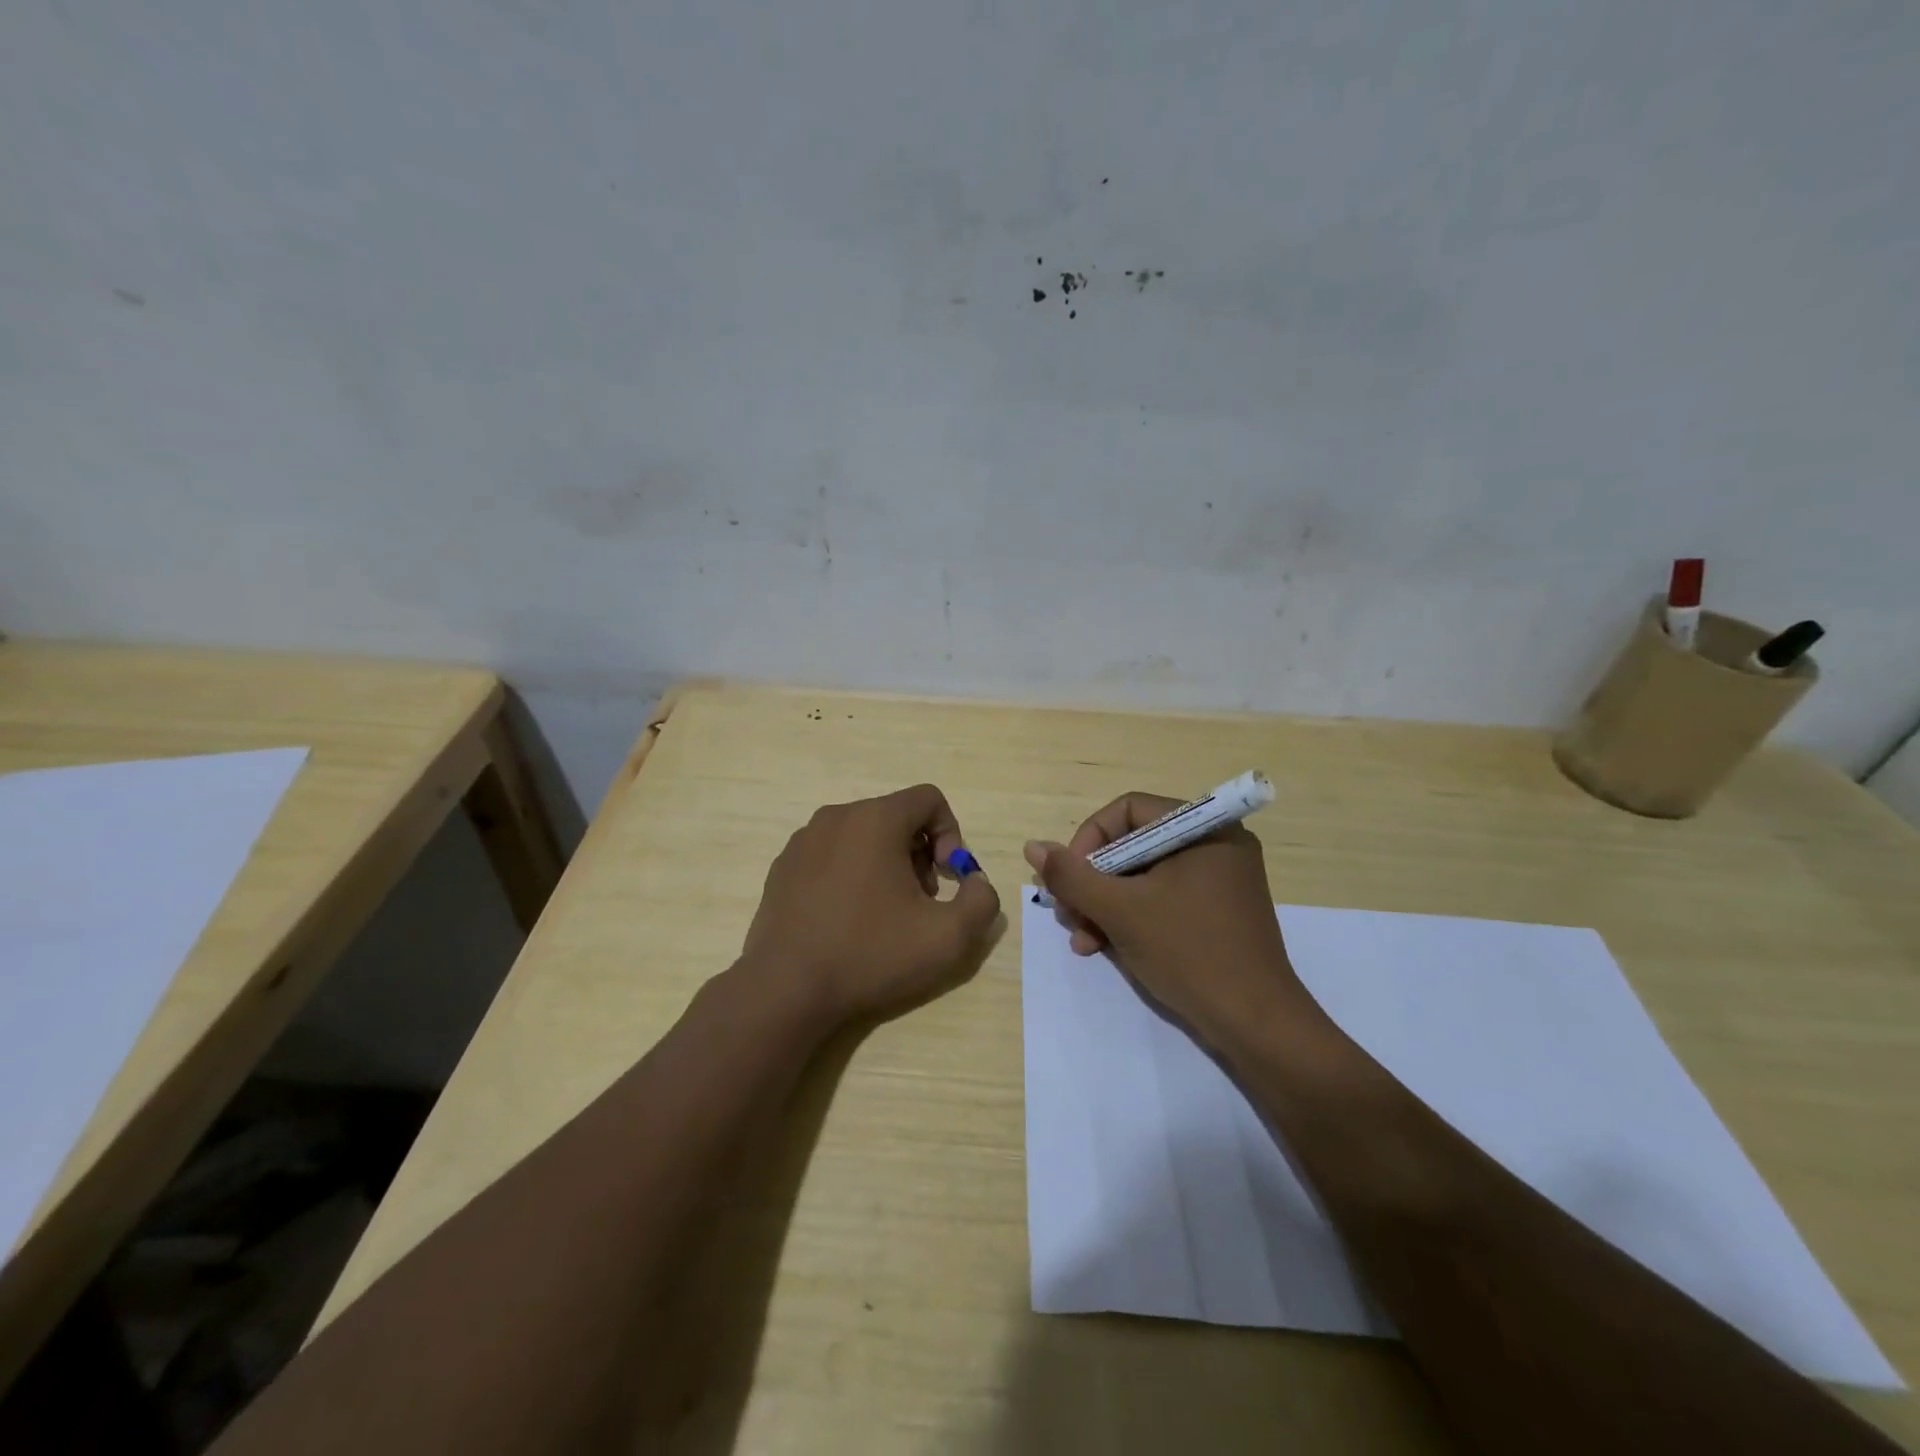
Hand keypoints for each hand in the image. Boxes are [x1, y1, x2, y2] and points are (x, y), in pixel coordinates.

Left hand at [742, 784, 1001, 1026]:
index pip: (929, 799)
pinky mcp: (782, 868)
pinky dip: (850, 876)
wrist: (785, 990)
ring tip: (884, 916)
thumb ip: (981, 901)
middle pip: (896, 818)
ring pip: (862, 836)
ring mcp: (803, 841)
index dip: (950, 835)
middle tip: (920, 902)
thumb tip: (975, 882)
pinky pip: (831, 856)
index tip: (946, 880)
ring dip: (886, 866)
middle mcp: (836, 817)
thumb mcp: (947, 937)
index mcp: (875, 819)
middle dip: (919, 854)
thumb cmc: (870, 954)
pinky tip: (846, 922)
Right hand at [1023, 792, 1313, 1045]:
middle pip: (1133, 844)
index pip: (1128, 810)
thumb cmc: (1189, 953)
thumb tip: (1033, 847)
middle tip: (1066, 913)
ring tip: (1080, 937)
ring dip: (1104, 903)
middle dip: (1092, 880)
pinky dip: (1130, 917)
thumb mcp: (1120, 911)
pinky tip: (1100, 946)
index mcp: (1203, 828)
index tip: (1068, 879)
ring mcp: (1218, 880)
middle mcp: (1215, 844)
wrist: (1256, 1025)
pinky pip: (1162, 898)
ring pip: (1143, 876)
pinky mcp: (1216, 911)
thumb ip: (1072, 876)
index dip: (1088, 840)